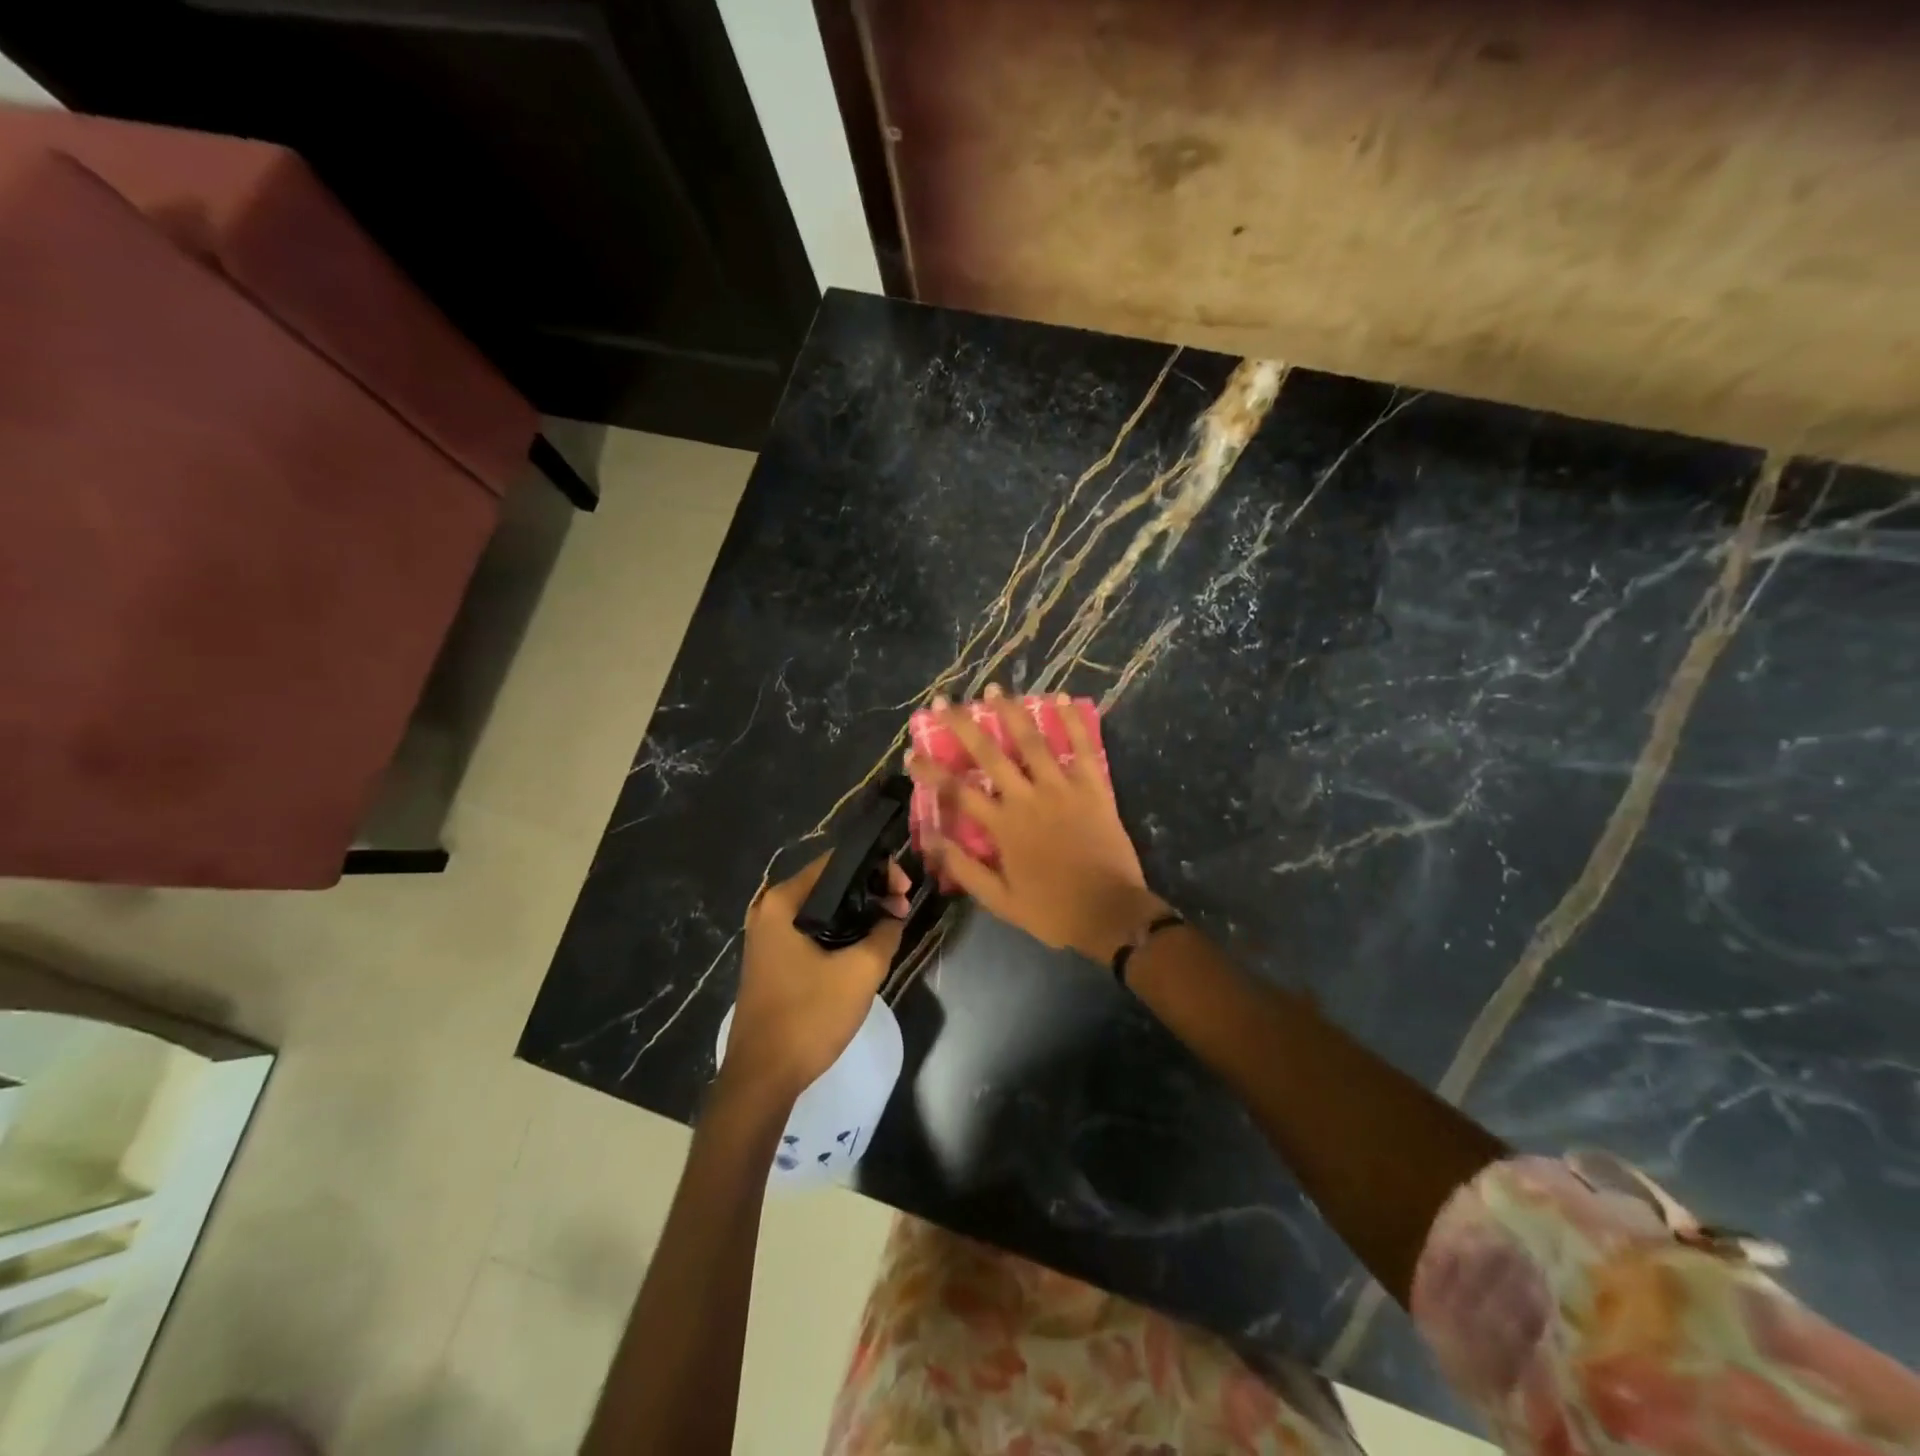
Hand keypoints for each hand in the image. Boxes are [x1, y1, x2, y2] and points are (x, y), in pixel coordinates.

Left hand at [720, 853, 909, 1106]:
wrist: (762, 1078)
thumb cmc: (809, 1017)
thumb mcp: (860, 972)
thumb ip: (885, 933)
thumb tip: (894, 916)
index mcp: (782, 902)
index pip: (836, 862)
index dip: (876, 868)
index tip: (904, 890)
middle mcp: (769, 910)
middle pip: (829, 883)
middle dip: (869, 891)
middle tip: (902, 908)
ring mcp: (768, 936)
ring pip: (822, 909)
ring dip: (857, 913)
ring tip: (890, 925)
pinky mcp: (773, 959)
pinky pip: (812, 930)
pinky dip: (839, 932)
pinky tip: (864, 946)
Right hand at [906, 685, 1167, 961]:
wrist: (1109, 913)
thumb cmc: (1052, 909)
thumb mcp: (999, 900)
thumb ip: (964, 868)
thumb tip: (931, 838)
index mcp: (1003, 826)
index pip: (957, 790)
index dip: (931, 770)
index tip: (912, 752)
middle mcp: (1027, 798)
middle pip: (989, 754)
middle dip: (963, 725)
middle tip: (945, 702)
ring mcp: (1062, 788)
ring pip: (1032, 741)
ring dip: (1011, 712)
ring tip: (994, 689)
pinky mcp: (1093, 787)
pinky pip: (1082, 747)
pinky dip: (1072, 720)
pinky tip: (1060, 697)